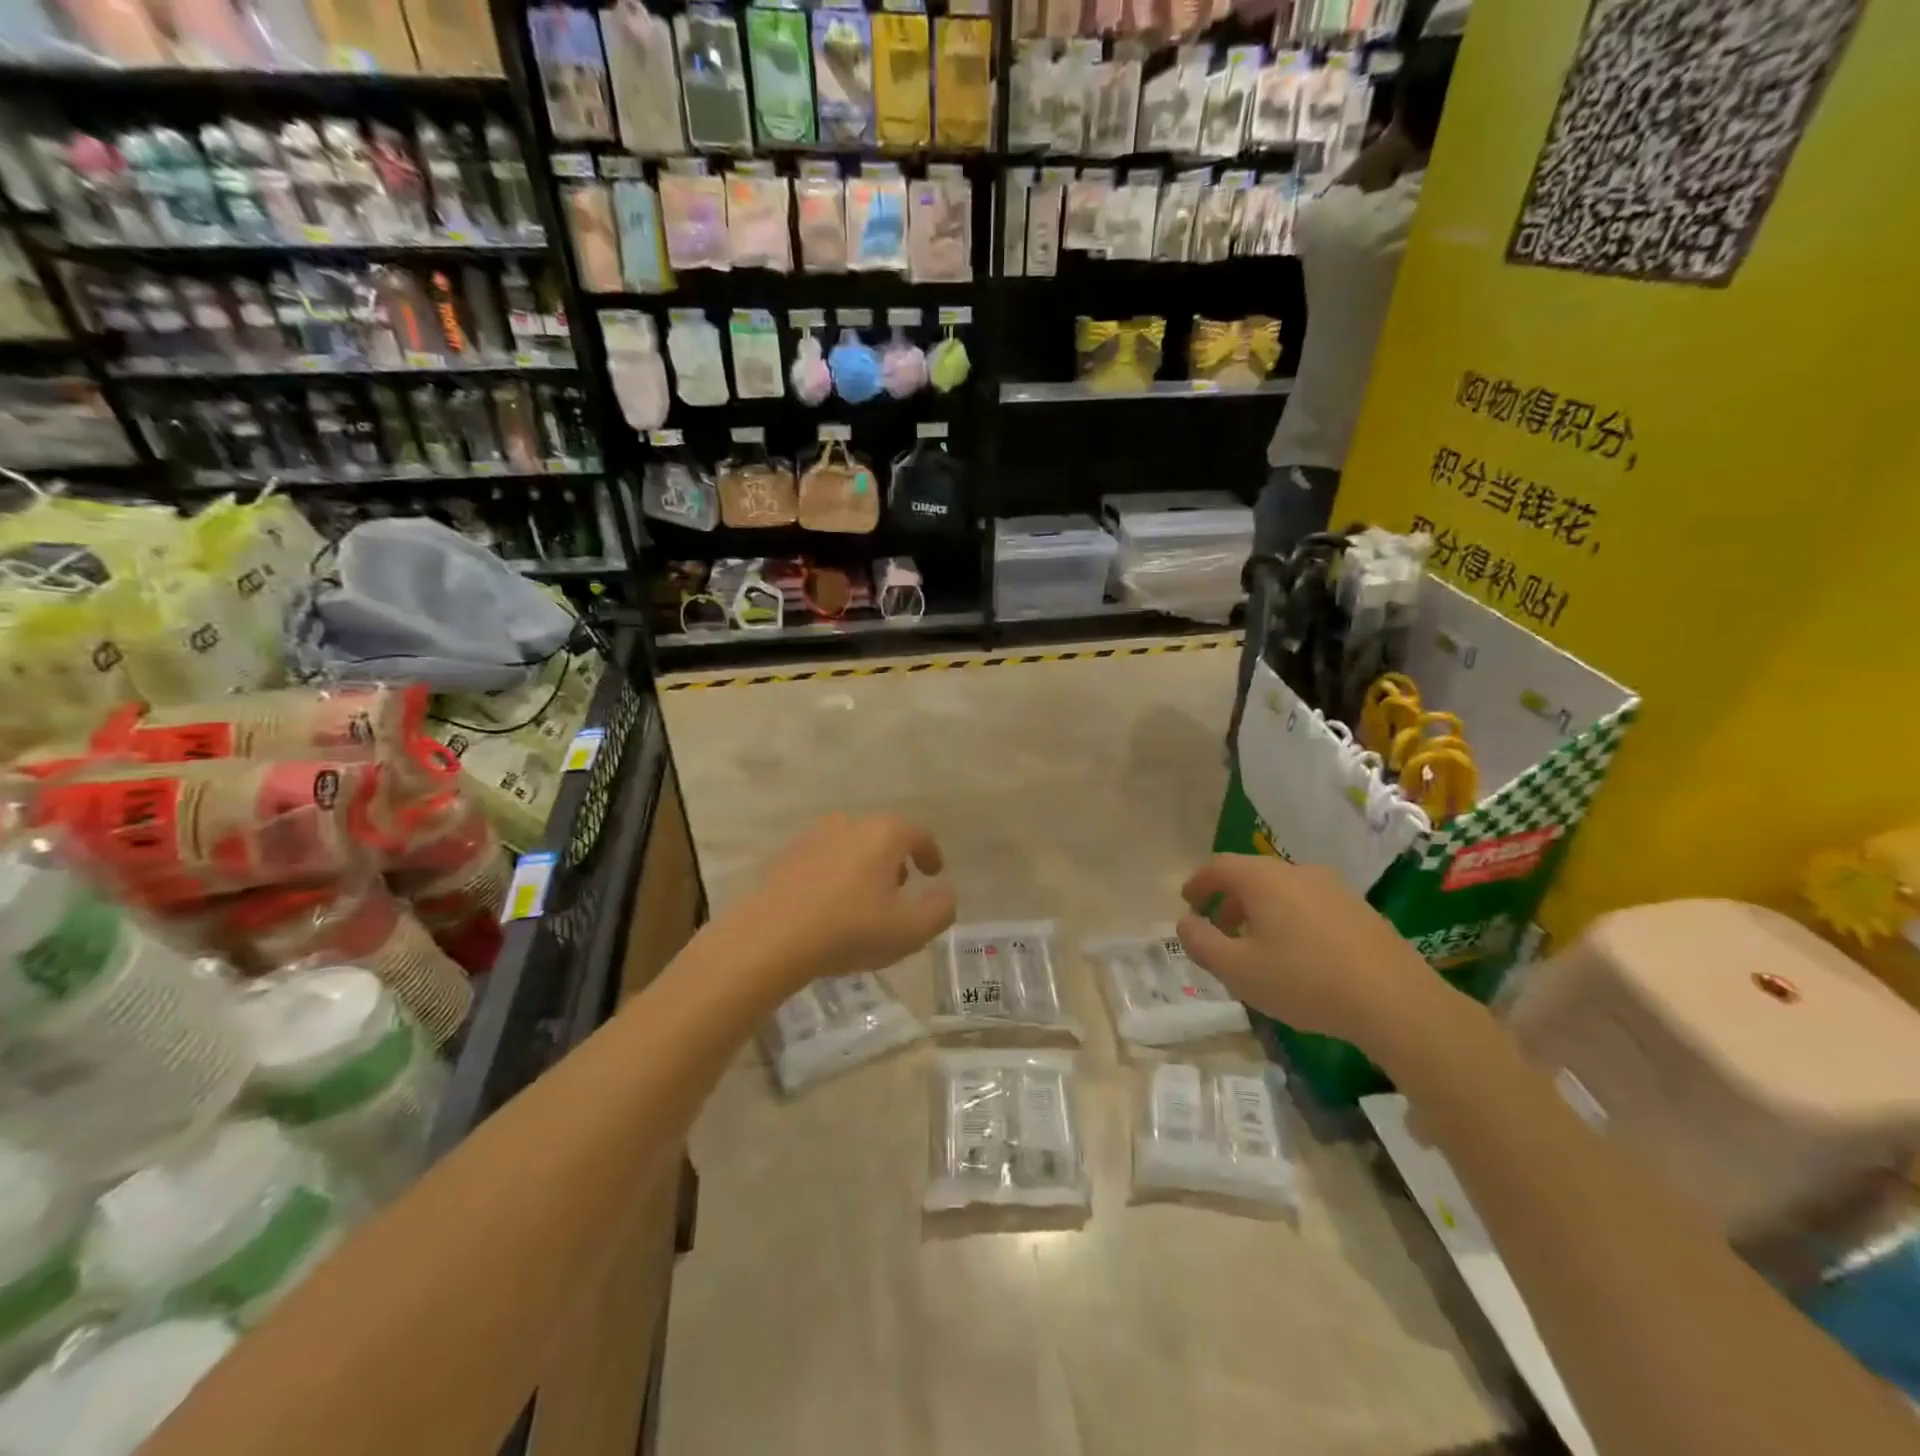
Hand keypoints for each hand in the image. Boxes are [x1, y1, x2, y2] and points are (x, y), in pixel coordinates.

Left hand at [735, 813, 955, 986]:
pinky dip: (836, 873)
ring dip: (865, 865)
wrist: (770, 937)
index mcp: (885, 833)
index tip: (934, 874)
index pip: (919, 834)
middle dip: (897, 859)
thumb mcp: (909, 930)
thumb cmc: (849, 930)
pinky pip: (824, 858)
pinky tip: (831, 904)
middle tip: (901, 889)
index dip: (931, 854)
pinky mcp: (787, 854)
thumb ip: (940, 910)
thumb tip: (946, 893)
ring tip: (865, 899)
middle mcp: (850, 823)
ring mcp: (814, 835)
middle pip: (884, 835)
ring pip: (852, 844)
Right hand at [1176, 854, 1456, 1052]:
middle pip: (1251, 875)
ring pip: (1282, 889)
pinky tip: (1296, 954)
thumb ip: (1202, 943)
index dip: (1198, 882)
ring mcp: (1333, 888)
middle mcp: (1297, 872)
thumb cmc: (1305, 981)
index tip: (1187, 902)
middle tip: (1217, 927)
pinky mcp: (1359, 910)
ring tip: (1255, 945)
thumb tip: (1184, 923)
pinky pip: (1309, 903)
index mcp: (1264, 879)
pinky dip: (1288, 918)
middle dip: (1228, 899)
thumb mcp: (1238, 971)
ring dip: (1259, 910)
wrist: (1396, 1002)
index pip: (1219, 866)